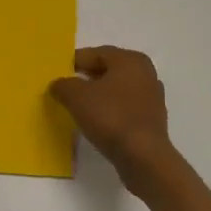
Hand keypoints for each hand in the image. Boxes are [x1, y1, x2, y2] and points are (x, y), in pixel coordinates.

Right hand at [49, 46, 178, 195]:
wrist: (143, 157)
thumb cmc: (110, 117)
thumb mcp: (76, 97)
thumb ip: (63, 85)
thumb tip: (58, 84)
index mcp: (130, 60)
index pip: (96, 54)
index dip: (74, 62)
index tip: (58, 72)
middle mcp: (145, 73)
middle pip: (108, 70)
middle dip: (86, 78)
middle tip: (66, 88)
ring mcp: (152, 97)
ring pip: (117, 90)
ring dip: (99, 95)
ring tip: (79, 106)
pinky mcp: (152, 120)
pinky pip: (125, 107)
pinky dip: (110, 111)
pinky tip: (97, 122)